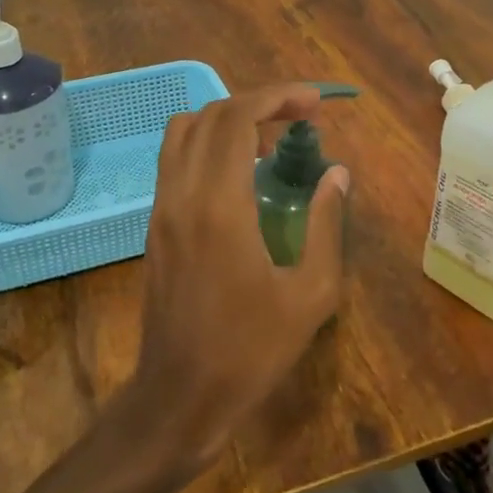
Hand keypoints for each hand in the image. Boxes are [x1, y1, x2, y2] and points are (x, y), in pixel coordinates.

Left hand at [130, 83, 350, 470]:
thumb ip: (326, 225)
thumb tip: (338, 175)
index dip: (277, 96)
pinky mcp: (154, 224)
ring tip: (268, 140)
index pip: (238, 117)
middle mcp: (183, 194)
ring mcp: (161, 207)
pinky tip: (240, 174)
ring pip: (183, 130)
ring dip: (227, 119)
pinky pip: (175, 159)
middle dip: (258, 102)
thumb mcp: (310, 295)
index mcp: (220, 205)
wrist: (179, 396)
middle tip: (300, 116)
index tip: (314, 103)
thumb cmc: (251, 350)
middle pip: (211, 115)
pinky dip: (207, 144)